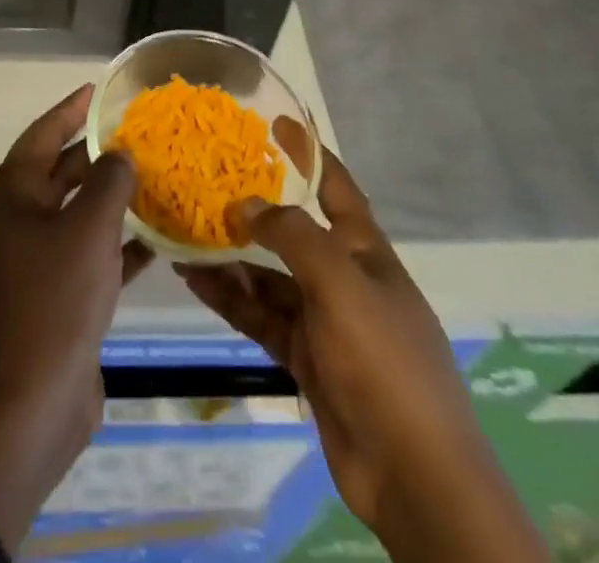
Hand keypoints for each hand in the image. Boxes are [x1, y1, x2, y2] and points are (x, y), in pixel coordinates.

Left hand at [0, 84, 150, 551]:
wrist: (28, 407)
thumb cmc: (53, 301)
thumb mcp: (88, 229)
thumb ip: (109, 182)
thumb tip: (120, 155)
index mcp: (12, 196)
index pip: (43, 134)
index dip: (71, 110)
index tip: (98, 90)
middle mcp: (19, 221)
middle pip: (62, 173)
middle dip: (100, 155)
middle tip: (141, 135)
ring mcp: (35, 262)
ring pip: (79, 215)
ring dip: (115, 200)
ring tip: (158, 178)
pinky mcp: (56, 297)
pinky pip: (90, 255)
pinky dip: (119, 244)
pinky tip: (159, 239)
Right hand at [179, 124, 545, 561]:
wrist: (414, 475)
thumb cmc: (384, 360)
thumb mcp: (339, 284)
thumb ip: (291, 237)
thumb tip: (247, 205)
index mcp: (364, 251)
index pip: (335, 187)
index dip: (309, 152)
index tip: (276, 122)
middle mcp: (343, 277)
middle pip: (292, 231)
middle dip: (255, 208)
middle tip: (207, 182)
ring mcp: (323, 320)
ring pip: (268, 276)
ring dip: (230, 257)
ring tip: (184, 233)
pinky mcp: (305, 358)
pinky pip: (260, 316)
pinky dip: (230, 298)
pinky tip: (195, 280)